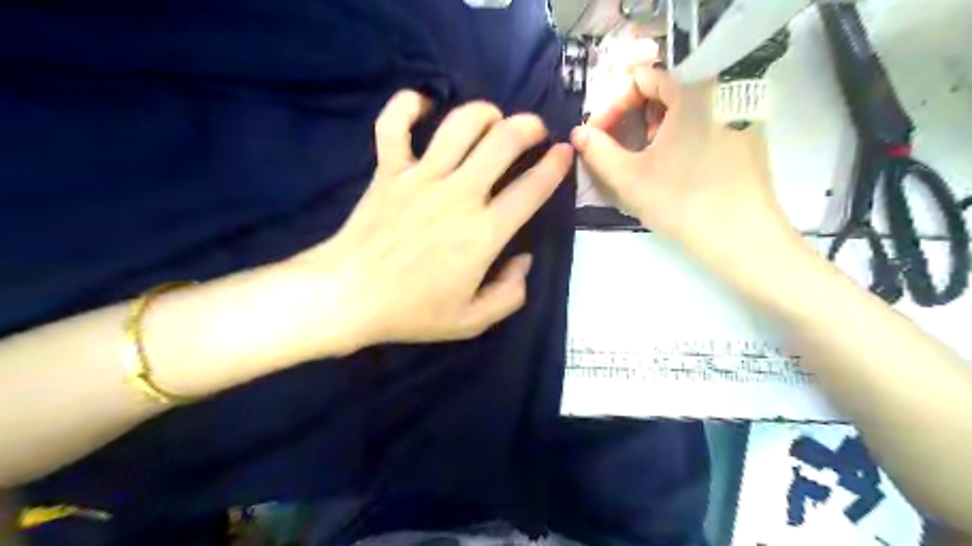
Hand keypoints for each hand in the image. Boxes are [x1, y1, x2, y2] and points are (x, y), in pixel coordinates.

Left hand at [283, 92, 570, 350]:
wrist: (348, 297)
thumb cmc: (411, 312)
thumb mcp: (471, 321)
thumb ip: (510, 294)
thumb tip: (524, 260)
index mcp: (483, 233)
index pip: (532, 189)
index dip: (556, 167)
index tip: (565, 153)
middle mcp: (458, 194)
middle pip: (503, 141)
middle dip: (528, 127)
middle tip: (535, 131)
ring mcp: (421, 177)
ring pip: (460, 123)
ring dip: (484, 113)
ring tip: (493, 119)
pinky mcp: (388, 170)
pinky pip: (394, 123)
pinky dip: (408, 105)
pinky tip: (423, 105)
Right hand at [572, 66, 787, 266]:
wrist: (741, 237)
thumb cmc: (682, 201)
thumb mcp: (629, 177)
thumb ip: (597, 150)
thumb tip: (578, 133)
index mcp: (694, 88)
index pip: (642, 77)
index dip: (613, 105)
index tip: (599, 135)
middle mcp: (723, 87)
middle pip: (664, 88)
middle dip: (632, 116)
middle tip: (618, 147)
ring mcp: (741, 110)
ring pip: (685, 105)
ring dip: (655, 126)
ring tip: (644, 158)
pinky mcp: (749, 133)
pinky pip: (706, 118)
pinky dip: (680, 133)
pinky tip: (673, 164)